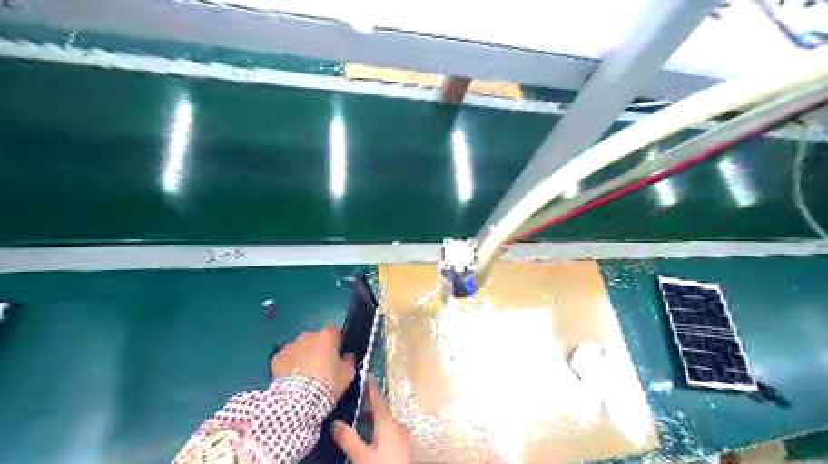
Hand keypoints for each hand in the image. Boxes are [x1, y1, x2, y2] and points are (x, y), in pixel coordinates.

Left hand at [269, 327, 351, 398]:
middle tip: (321, 366)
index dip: (337, 342)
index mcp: (327, 336)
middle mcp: (308, 336)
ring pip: (300, 348)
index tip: (338, 354)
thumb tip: (348, 356)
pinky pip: (287, 358)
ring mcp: (291, 345)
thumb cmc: (327, 383)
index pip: (335, 332)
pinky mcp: (277, 358)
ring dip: (303, 356)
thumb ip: (349, 361)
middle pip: (316, 339)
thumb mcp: (347, 375)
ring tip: (305, 374)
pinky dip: (289, 365)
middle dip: (318, 349)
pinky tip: (292, 378)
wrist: (298, 400)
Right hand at [333, 376, 411, 462]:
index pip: (378, 400)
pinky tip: (374, 441)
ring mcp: (405, 438)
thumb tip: (336, 423)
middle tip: (359, 403)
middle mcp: (399, 426)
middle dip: (371, 407)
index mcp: (388, 423)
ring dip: (376, 421)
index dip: (372, 387)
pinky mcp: (406, 448)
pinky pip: (392, 433)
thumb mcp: (362, 457)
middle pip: (384, 412)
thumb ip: (349, 439)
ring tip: (362, 424)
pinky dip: (381, 431)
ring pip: (388, 423)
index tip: (368, 374)